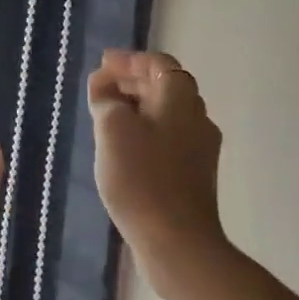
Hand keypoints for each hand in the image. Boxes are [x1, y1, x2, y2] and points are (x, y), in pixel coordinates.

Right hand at [87, 50, 228, 257]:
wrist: (175, 239)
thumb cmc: (140, 176)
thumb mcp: (112, 128)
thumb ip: (106, 98)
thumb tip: (104, 83)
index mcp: (180, 100)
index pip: (160, 64)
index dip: (130, 60)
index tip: (102, 64)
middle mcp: (197, 118)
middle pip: (166, 87)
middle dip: (132, 82)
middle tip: (100, 87)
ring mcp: (198, 148)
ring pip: (166, 114)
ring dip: (137, 107)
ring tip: (106, 115)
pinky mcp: (193, 174)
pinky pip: (167, 138)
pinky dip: (144, 130)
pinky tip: (122, 146)